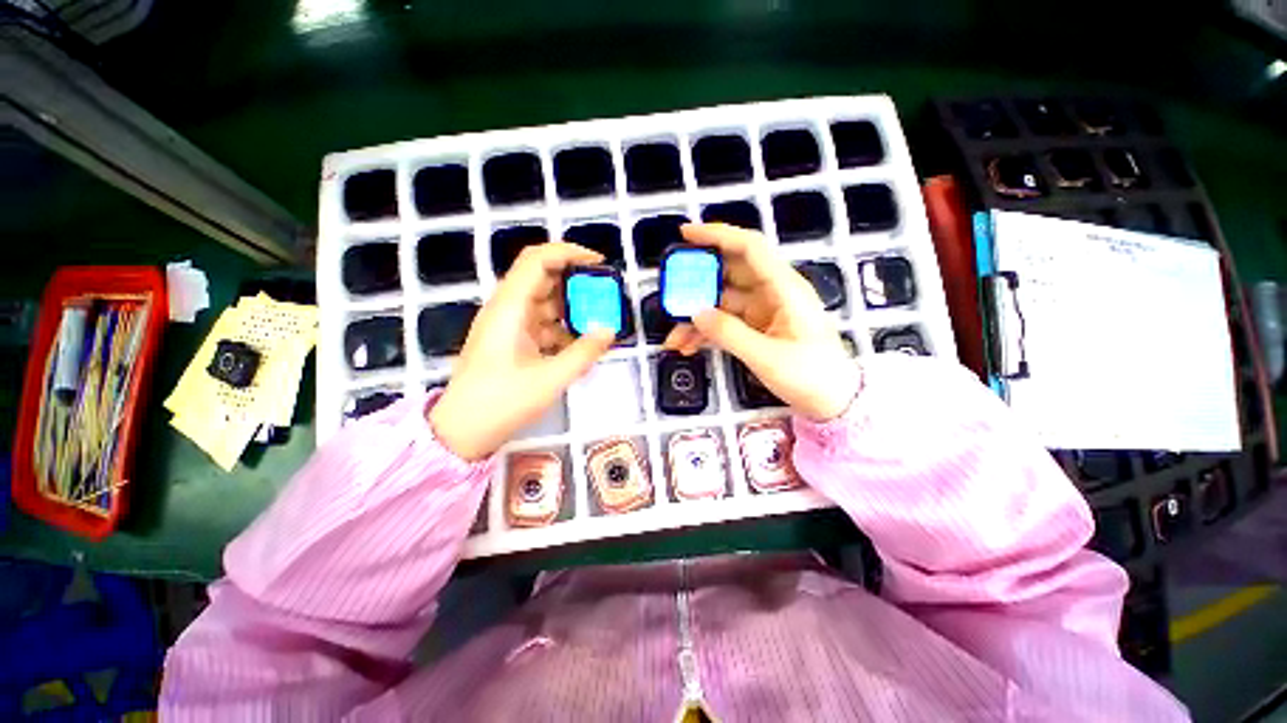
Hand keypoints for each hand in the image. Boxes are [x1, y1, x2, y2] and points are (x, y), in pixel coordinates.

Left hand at [430, 243, 614, 459]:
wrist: (462, 430)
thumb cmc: (502, 402)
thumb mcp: (551, 378)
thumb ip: (584, 352)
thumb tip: (609, 330)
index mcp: (510, 307)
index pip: (537, 259)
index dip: (568, 253)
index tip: (598, 264)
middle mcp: (506, 308)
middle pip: (543, 279)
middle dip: (576, 284)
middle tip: (604, 296)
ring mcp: (507, 325)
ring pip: (544, 303)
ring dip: (570, 309)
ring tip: (597, 322)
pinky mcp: (511, 340)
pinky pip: (541, 324)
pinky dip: (561, 329)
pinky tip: (579, 346)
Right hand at [664, 224, 860, 420]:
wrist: (833, 401)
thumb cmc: (811, 376)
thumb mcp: (767, 357)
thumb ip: (730, 333)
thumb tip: (695, 313)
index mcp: (784, 288)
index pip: (750, 248)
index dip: (718, 235)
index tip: (686, 234)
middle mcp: (772, 293)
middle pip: (729, 274)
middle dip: (697, 283)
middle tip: (669, 294)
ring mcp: (763, 311)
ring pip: (722, 302)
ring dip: (697, 317)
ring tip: (674, 338)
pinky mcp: (757, 328)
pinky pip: (725, 322)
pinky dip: (707, 331)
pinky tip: (689, 346)